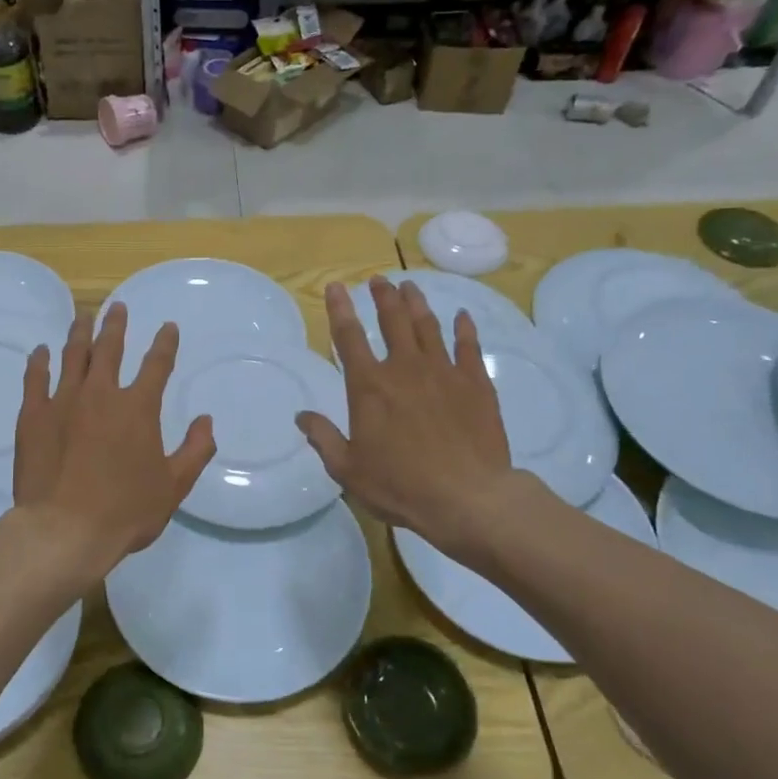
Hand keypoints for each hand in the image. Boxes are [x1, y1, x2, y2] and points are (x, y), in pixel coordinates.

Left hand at [13, 304, 215, 584]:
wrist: (64, 531)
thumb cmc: (125, 511)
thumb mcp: (174, 486)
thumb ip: (195, 450)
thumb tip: (206, 421)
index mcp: (138, 408)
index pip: (157, 364)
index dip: (165, 343)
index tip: (168, 327)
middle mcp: (101, 394)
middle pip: (109, 348)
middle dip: (115, 325)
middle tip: (116, 307)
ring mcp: (63, 401)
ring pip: (73, 356)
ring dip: (80, 333)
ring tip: (83, 317)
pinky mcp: (33, 416)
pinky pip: (35, 379)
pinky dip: (39, 362)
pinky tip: (41, 351)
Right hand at [296, 276, 526, 560]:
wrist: (468, 498)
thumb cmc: (400, 486)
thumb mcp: (347, 469)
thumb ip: (323, 438)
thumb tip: (301, 416)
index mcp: (369, 387)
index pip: (349, 338)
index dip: (340, 309)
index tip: (336, 287)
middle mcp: (405, 369)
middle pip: (392, 321)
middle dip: (383, 297)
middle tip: (378, 280)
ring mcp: (444, 372)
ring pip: (428, 327)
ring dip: (417, 304)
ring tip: (410, 287)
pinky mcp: (476, 384)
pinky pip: (468, 347)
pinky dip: (464, 329)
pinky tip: (462, 316)